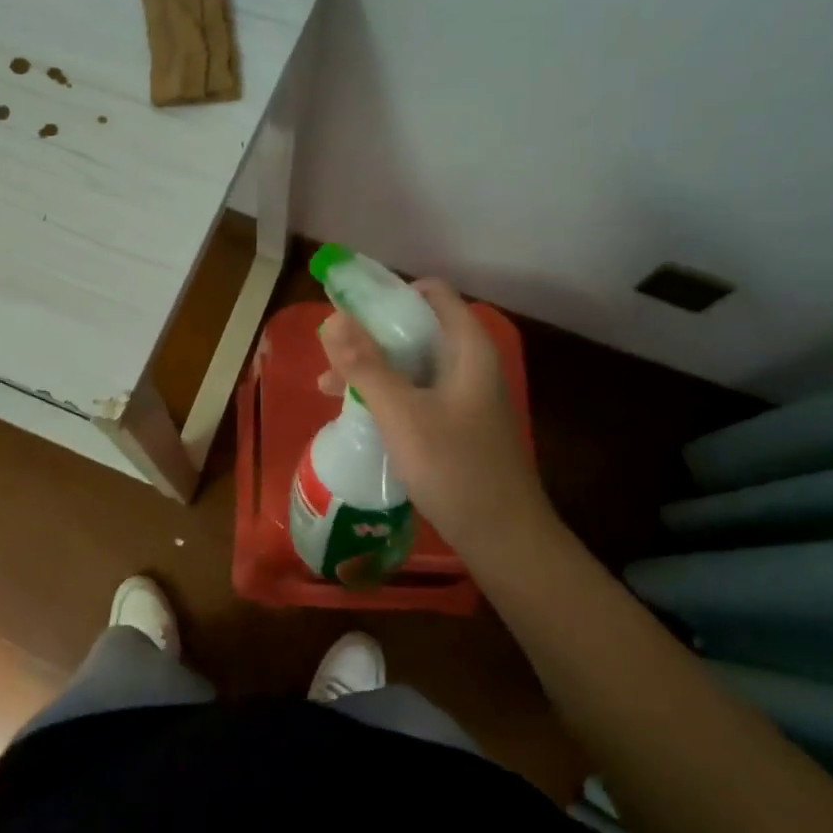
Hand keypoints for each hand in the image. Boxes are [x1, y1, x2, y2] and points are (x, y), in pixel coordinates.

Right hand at [318, 279, 547, 544]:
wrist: (504, 538)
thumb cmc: (454, 467)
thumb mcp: (401, 413)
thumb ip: (365, 365)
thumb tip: (333, 319)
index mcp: (467, 349)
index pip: (431, 293)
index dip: (389, 294)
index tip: (349, 310)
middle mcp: (469, 364)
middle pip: (417, 328)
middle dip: (370, 337)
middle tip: (330, 356)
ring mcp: (465, 396)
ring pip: (413, 364)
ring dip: (372, 369)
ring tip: (328, 389)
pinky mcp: (458, 425)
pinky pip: (417, 393)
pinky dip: (387, 394)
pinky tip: (358, 413)